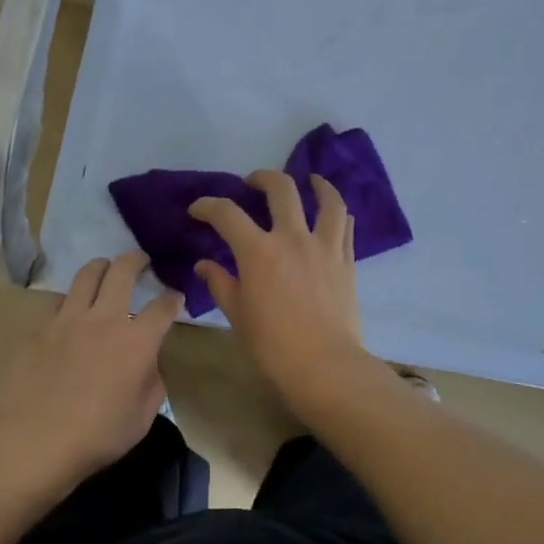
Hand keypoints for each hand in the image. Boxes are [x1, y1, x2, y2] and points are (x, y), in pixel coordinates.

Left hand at [0, 252, 183, 486]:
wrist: (35, 441)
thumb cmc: (97, 436)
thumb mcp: (142, 418)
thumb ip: (152, 384)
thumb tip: (148, 364)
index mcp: (137, 341)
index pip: (163, 307)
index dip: (173, 298)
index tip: (175, 298)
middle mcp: (105, 319)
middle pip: (123, 271)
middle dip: (136, 260)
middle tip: (141, 260)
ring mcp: (69, 319)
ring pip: (87, 274)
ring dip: (101, 267)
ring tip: (104, 268)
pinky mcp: (40, 328)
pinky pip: (58, 301)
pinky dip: (70, 299)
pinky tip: (70, 309)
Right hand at [188, 172, 383, 414]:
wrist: (324, 366)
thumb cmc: (272, 345)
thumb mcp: (237, 314)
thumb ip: (220, 283)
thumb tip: (204, 265)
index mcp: (259, 252)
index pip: (227, 214)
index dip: (207, 206)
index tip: (197, 209)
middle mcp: (292, 238)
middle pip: (281, 189)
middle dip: (262, 178)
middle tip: (253, 183)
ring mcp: (324, 247)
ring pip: (326, 200)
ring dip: (317, 184)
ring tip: (310, 180)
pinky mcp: (346, 261)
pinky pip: (345, 226)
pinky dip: (338, 213)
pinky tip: (333, 213)